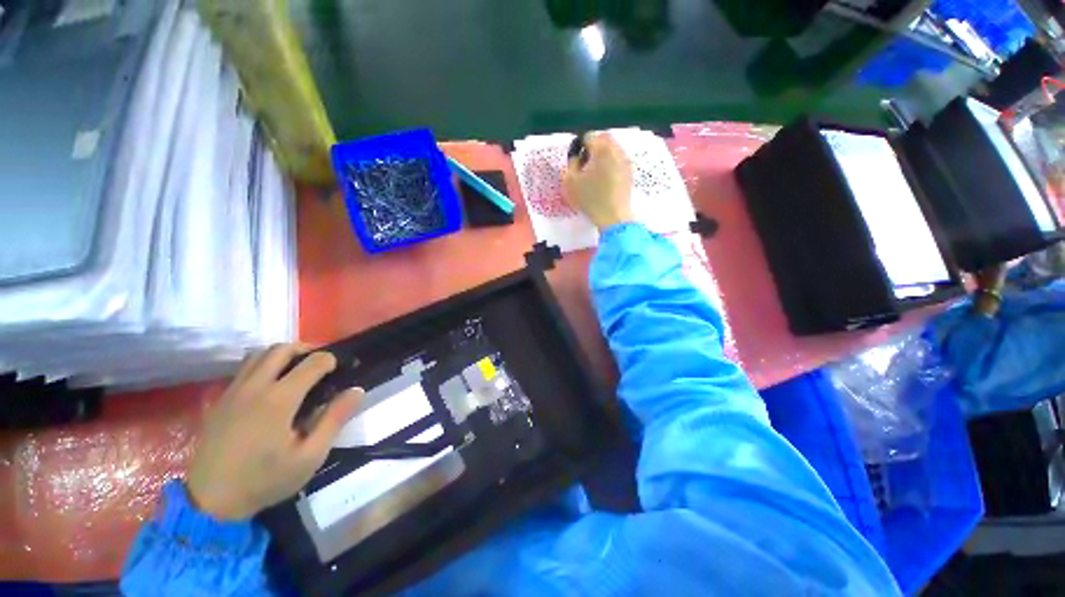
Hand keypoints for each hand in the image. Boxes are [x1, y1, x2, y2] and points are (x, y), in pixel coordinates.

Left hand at [185, 344, 362, 519]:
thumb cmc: (265, 480)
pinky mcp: (219, 401)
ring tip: (296, 369)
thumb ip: (334, 419)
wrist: (209, 502)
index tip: (340, 369)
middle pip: (281, 349)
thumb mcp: (310, 456)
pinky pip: (243, 369)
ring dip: (282, 355)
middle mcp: (254, 387)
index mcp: (279, 399)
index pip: (312, 362)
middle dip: (306, 349)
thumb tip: (356, 391)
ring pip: (258, 355)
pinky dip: (262, 366)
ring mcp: (232, 391)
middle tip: (320, 363)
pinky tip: (270, 385)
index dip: (331, 360)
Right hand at [562, 132, 633, 229]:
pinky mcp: (630, 172)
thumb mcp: (571, 182)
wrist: (613, 216)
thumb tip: (575, 157)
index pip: (588, 136)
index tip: (577, 159)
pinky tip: (605, 180)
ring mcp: (626, 160)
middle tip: (585, 163)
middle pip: (604, 139)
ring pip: (613, 149)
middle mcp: (616, 149)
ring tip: (595, 172)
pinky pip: (619, 160)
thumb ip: (571, 164)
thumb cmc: (590, 198)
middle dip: (594, 146)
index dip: (580, 146)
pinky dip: (611, 164)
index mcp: (601, 148)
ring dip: (604, 155)